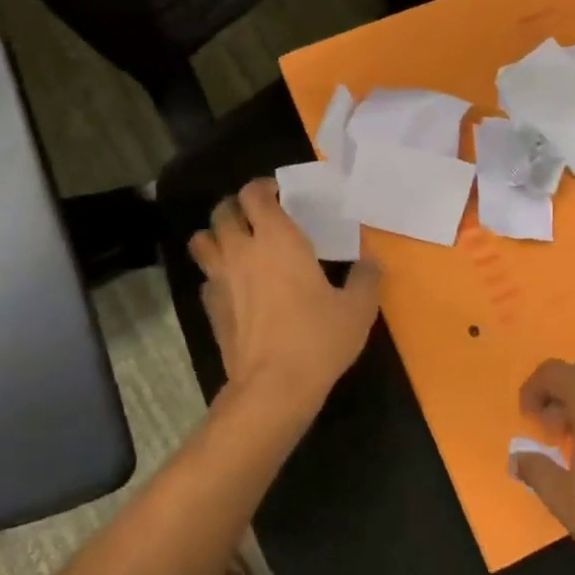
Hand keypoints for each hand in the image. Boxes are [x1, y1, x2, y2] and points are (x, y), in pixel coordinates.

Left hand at [188, 179, 382, 409]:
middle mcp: (242, 251)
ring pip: (202, 240)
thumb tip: (371, 263)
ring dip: (216, 235)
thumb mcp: (357, 308)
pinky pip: (206, 278)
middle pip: (222, 211)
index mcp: (278, 239)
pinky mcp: (211, 307)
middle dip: (236, 206)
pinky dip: (216, 273)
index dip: (263, 187)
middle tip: (257, 216)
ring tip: (236, 243)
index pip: (254, 195)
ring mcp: (221, 279)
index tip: (278, 193)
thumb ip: (366, 279)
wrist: (273, 387)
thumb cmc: (318, 339)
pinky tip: (234, 286)